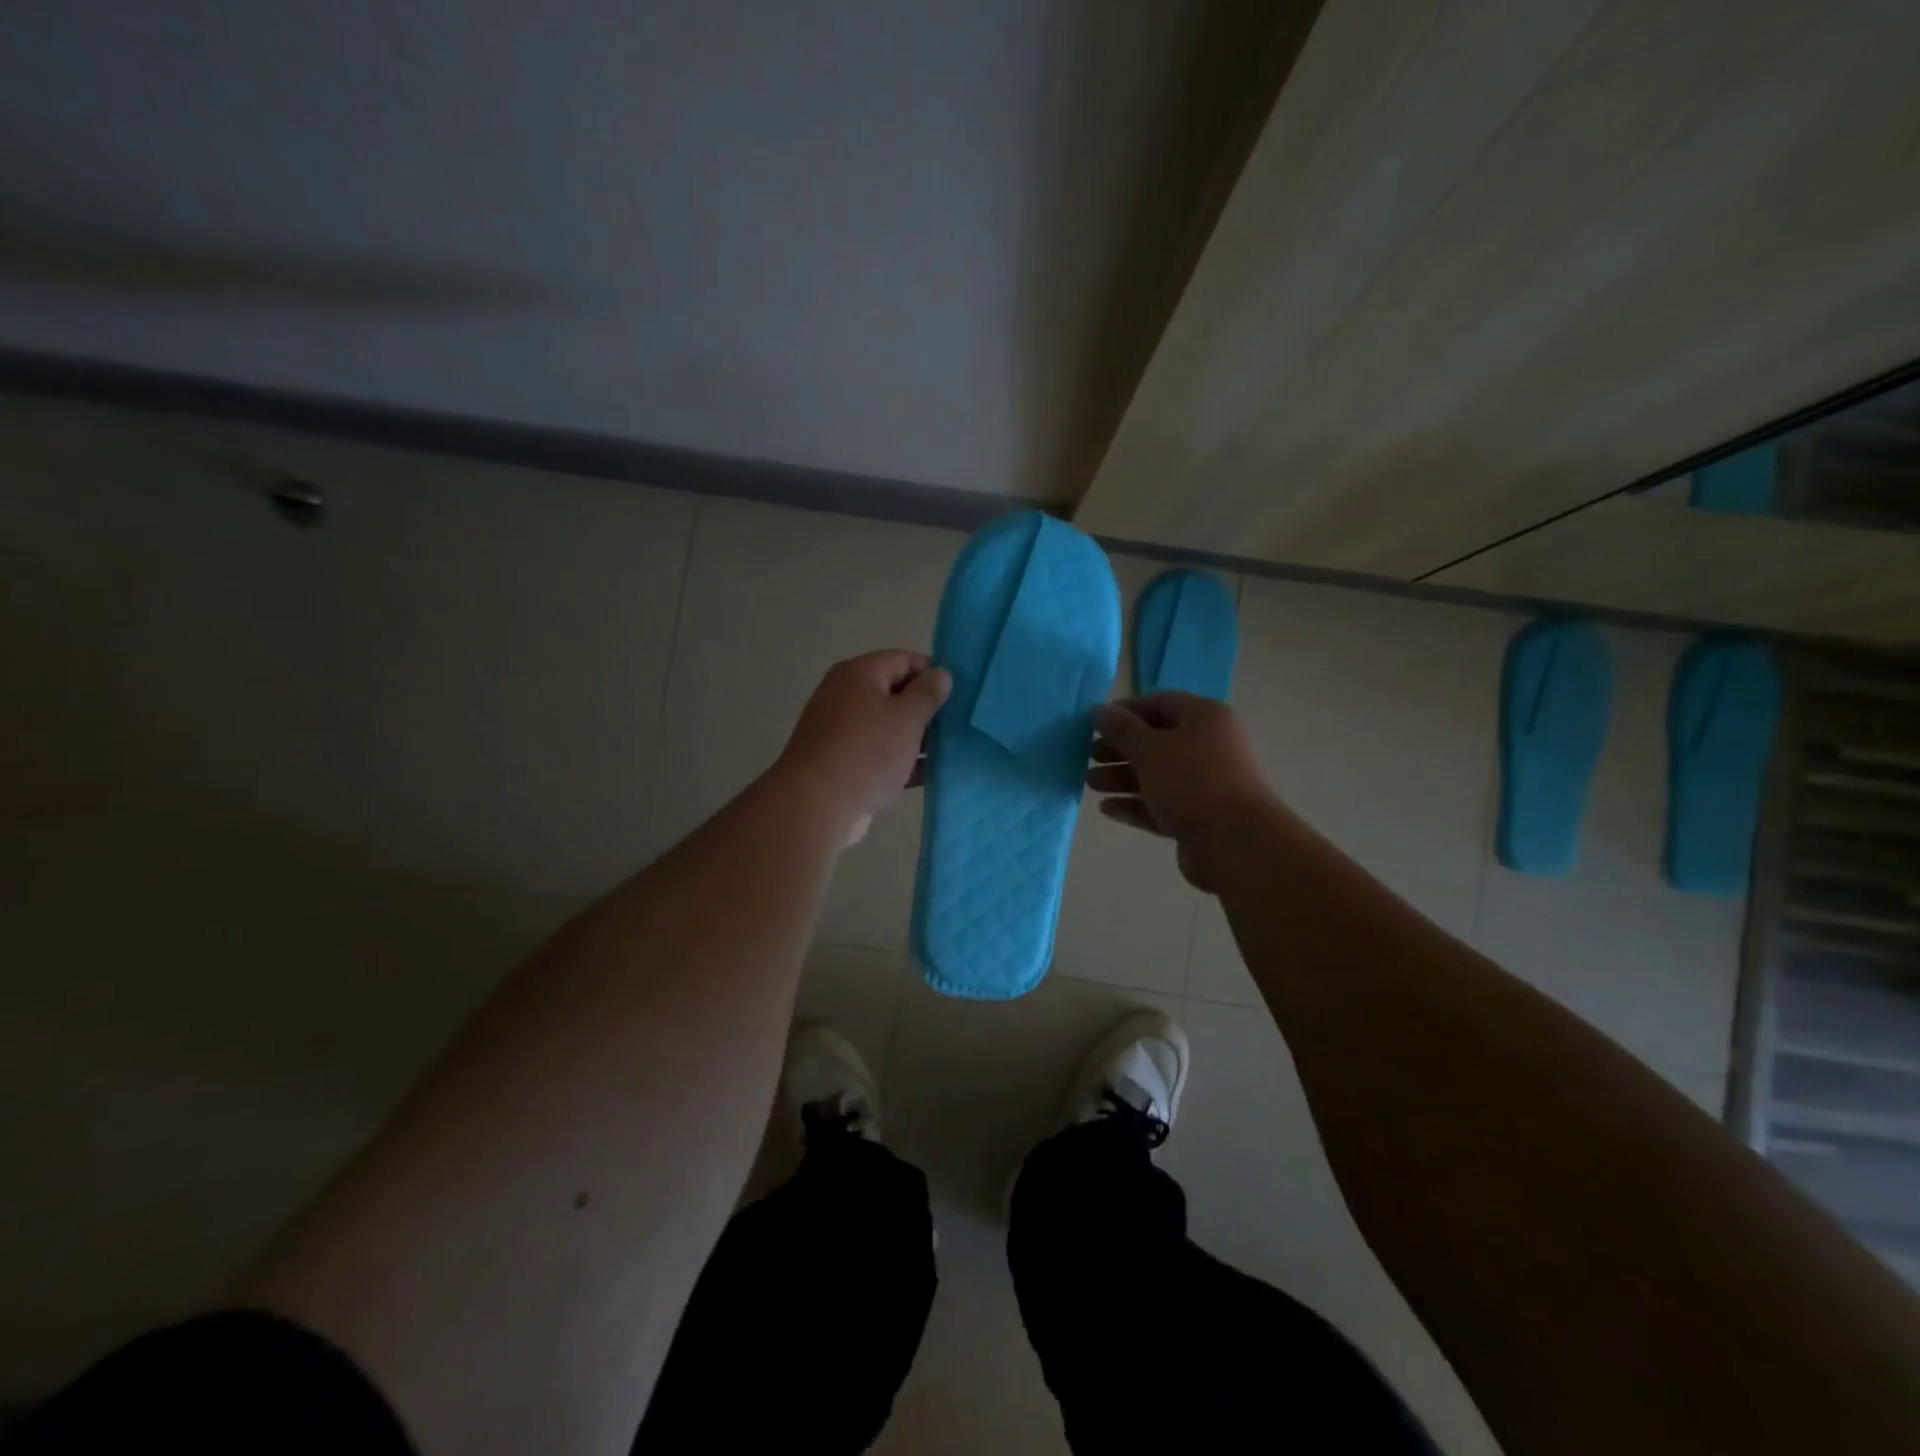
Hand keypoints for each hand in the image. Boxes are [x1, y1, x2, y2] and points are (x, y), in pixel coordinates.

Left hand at [777, 650, 951, 845]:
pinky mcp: (842, 763)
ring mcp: (841, 732)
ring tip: (952, 750)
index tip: (960, 694)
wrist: (816, 806)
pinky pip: (878, 754)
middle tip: (959, 724)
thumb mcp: (906, 717)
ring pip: (888, 727)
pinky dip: (902, 761)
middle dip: (927, 708)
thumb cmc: (866, 751)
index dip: (933, 672)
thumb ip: (928, 693)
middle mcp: (845, 696)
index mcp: (858, 674)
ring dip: (917, 737)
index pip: (903, 659)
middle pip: (895, 693)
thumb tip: (941, 674)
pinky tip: (930, 774)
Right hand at [1087, 693, 1276, 889]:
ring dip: (1122, 778)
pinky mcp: (1200, 816)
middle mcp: (1210, 745)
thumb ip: (1121, 729)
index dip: (1125, 711)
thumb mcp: (1149, 749)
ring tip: (1090, 785)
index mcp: (1205, 718)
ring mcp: (1207, 783)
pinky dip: (1136, 804)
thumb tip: (1100, 711)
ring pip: (1157, 774)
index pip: (1159, 703)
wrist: (1236, 842)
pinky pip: (1162, 804)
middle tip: (1089, 757)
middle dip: (1120, 749)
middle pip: (1157, 741)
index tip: (1094, 724)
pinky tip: (1108, 809)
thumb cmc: (1191, 782)